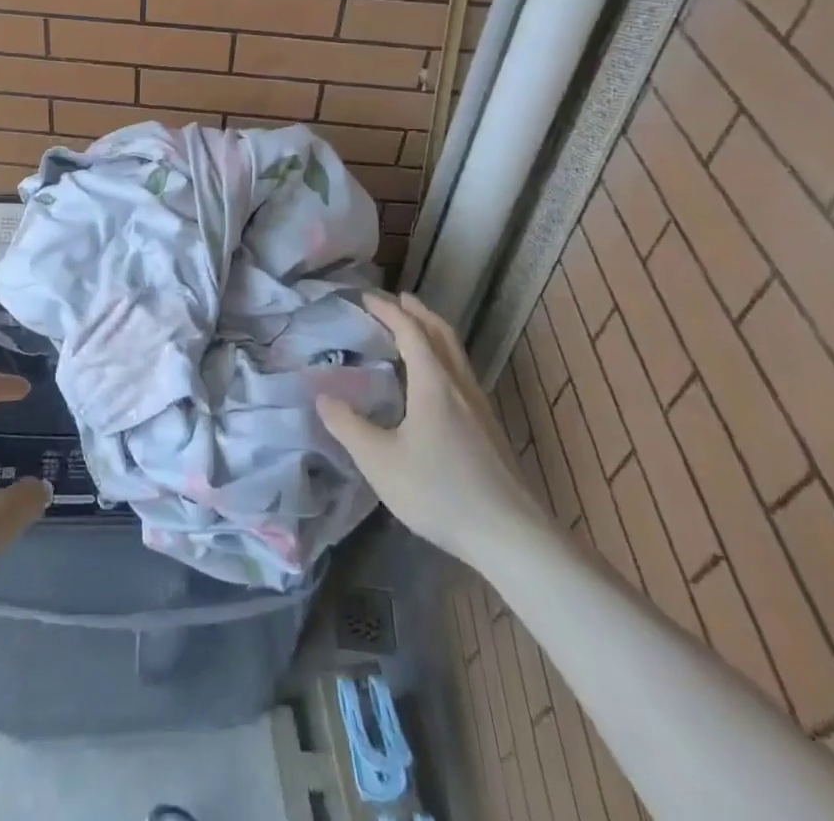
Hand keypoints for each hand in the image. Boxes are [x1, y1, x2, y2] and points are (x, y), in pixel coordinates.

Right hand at [317, 292, 546, 569]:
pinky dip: (443, 358)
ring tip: (414, 331)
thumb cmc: (439, 492)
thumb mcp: (380, 461)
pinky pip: (461, 374)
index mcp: (433, 382)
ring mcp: (479, 407)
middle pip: (441, 334)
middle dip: (418, 312)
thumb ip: (348, 426)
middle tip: (397, 300)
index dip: (388, 310)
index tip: (366, 297)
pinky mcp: (489, 429)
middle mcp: (459, 385)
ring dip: (433, 334)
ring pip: (456, 354)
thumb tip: (323, 396)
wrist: (510, 535)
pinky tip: (434, 382)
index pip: (410, 331)